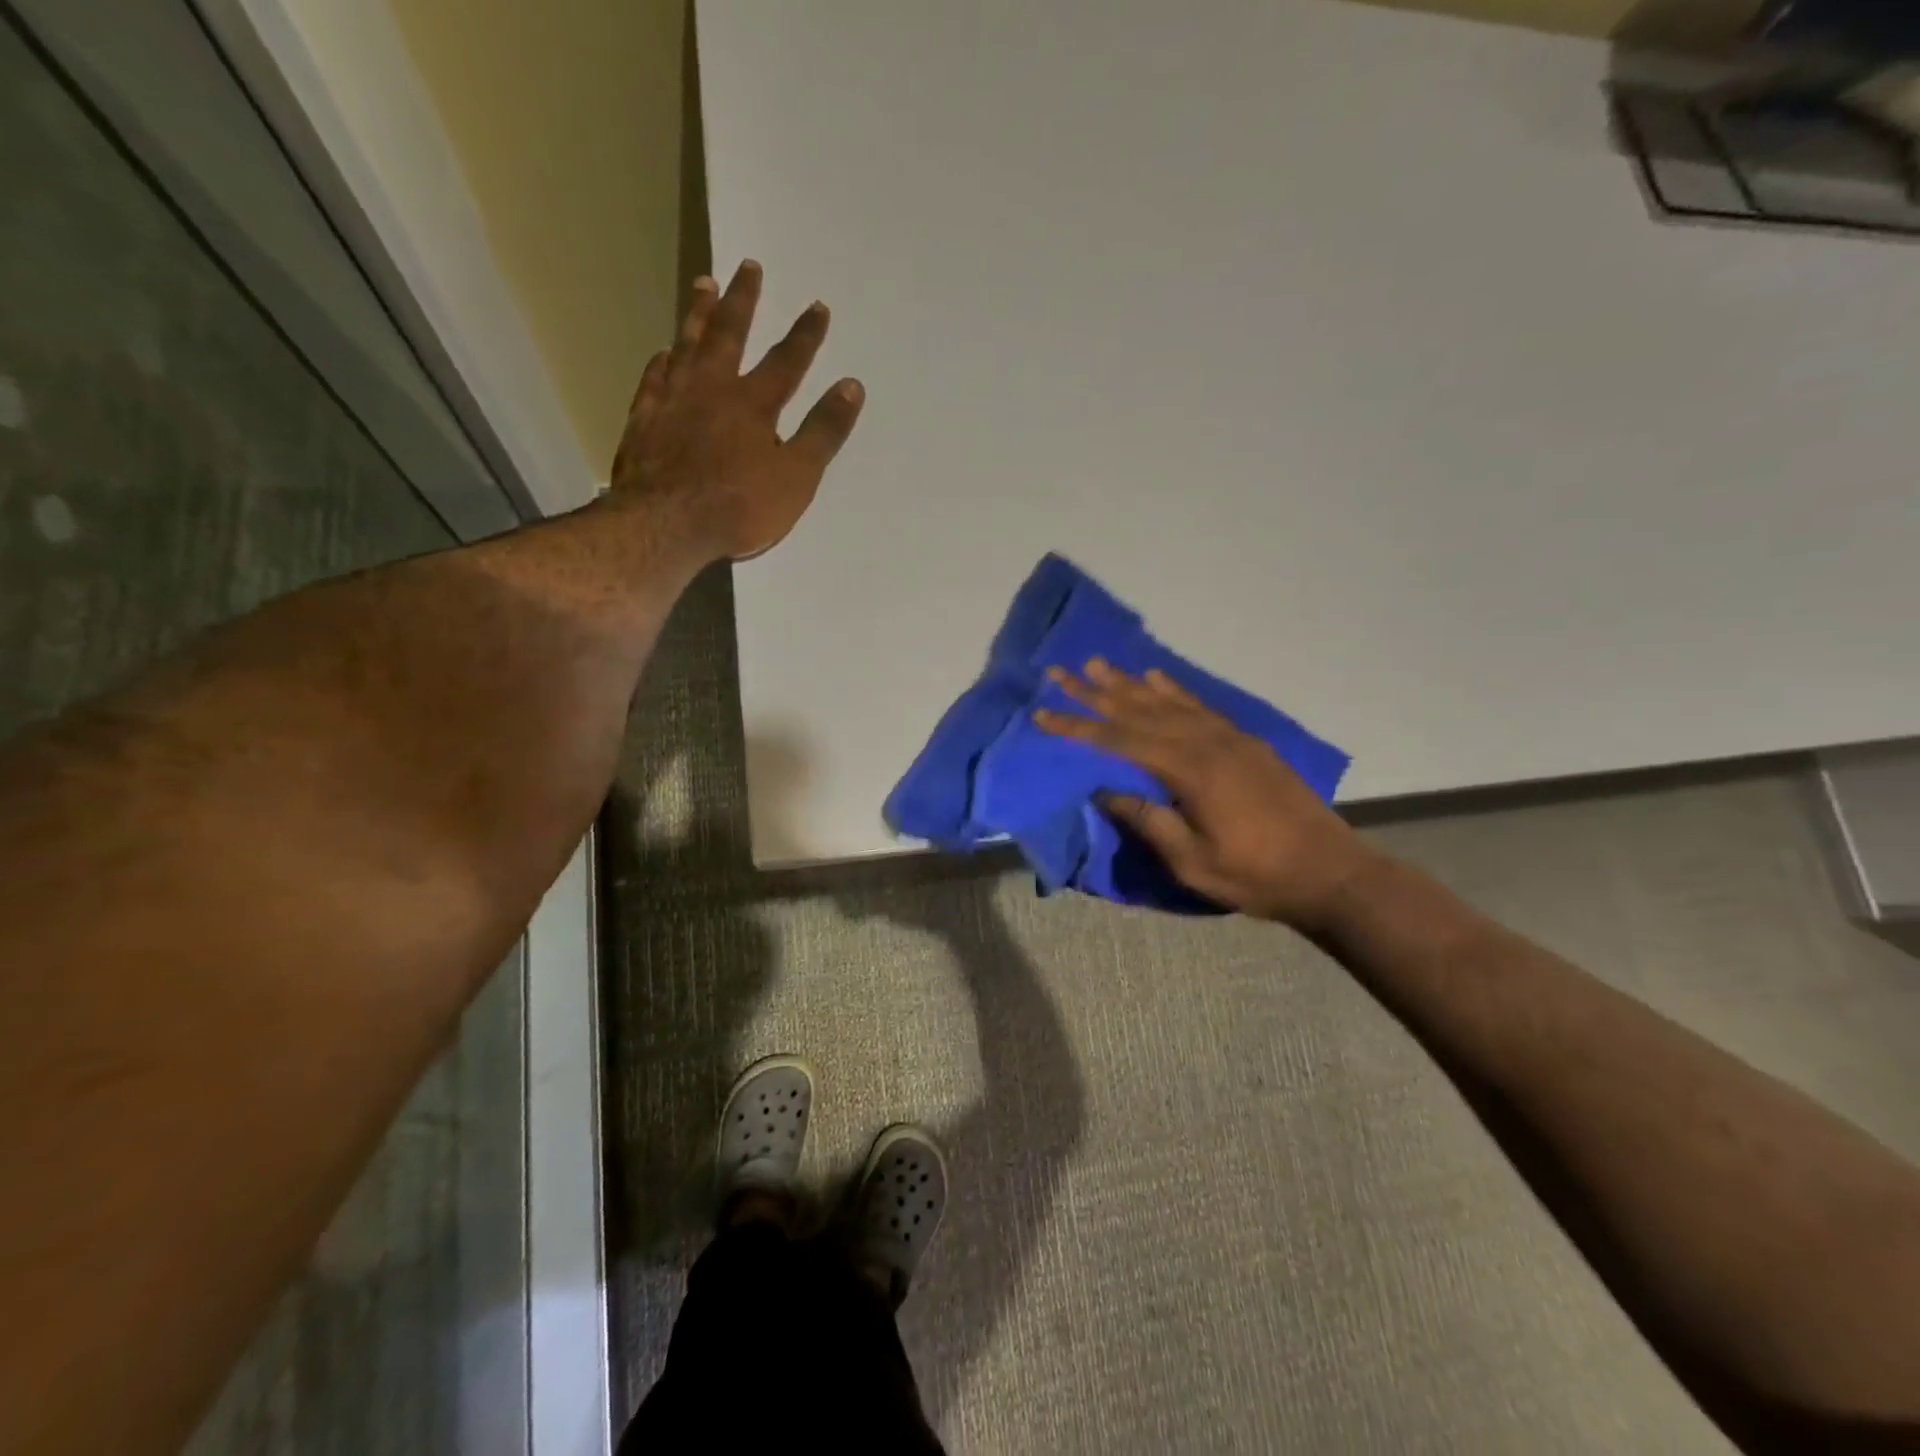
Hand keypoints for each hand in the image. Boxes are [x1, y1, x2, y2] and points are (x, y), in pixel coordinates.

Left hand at [610, 260, 864, 560]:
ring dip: (698, 313)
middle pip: (729, 334)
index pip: (787, 361)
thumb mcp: (797, 476)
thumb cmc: (740, 506)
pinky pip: (655, 377)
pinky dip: (663, 361)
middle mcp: (712, 388)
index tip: (818, 306)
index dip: (805, 335)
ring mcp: (673, 400)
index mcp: (754, 403)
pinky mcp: (644, 419)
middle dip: (744, 301)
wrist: (667, 524)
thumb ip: (823, 431)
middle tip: (748, 266)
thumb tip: (852, 386)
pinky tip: (664, 352)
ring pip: (687, 344)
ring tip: (704, 283)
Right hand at [1035, 661, 1378, 927]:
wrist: (1330, 873)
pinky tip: (1155, 677)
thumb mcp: (1194, 862)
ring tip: (1096, 664)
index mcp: (1189, 771)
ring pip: (1167, 702)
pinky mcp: (1245, 742)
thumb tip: (1103, 790)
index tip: (1043, 712)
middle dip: (1095, 692)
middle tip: (1060, 672)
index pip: (1120, 740)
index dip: (1078, 726)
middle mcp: (1206, 743)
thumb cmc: (1257, 876)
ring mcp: (1229, 738)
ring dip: (1128, 682)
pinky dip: (1174, 690)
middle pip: (1139, 711)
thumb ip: (1148, 821)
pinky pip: (1200, 706)